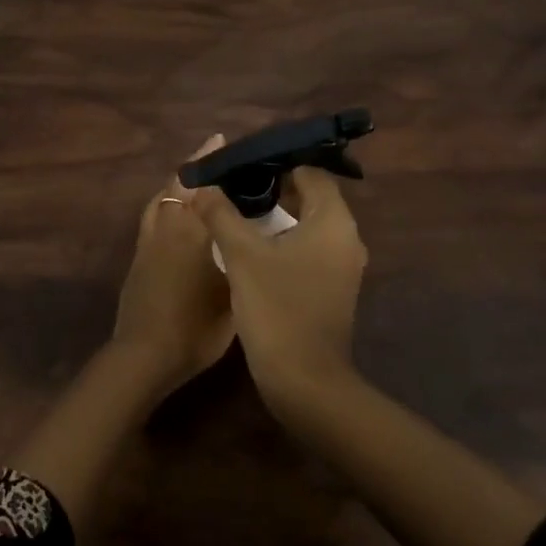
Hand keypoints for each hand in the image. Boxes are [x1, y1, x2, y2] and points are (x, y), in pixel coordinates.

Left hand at [109, 136, 236, 399]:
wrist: (144, 355)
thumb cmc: (196, 328)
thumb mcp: (232, 296)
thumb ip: (238, 261)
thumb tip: (248, 241)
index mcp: (192, 232)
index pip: (202, 187)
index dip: (211, 163)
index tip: (221, 142)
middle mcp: (167, 228)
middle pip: (176, 185)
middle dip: (193, 167)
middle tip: (211, 152)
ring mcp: (148, 242)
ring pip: (160, 199)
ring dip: (175, 183)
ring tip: (193, 177)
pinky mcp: (137, 257)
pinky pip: (152, 216)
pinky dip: (164, 203)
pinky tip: (174, 212)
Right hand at [190, 166, 367, 413]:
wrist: (305, 383)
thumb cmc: (277, 308)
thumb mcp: (241, 255)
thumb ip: (221, 213)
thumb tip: (200, 183)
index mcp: (333, 221)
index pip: (310, 171)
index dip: (276, 162)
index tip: (242, 163)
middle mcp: (346, 238)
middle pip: (310, 195)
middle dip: (273, 186)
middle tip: (234, 183)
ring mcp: (341, 266)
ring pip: (308, 223)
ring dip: (276, 214)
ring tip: (236, 208)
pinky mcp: (331, 287)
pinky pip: (308, 247)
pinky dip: (283, 238)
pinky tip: (251, 244)